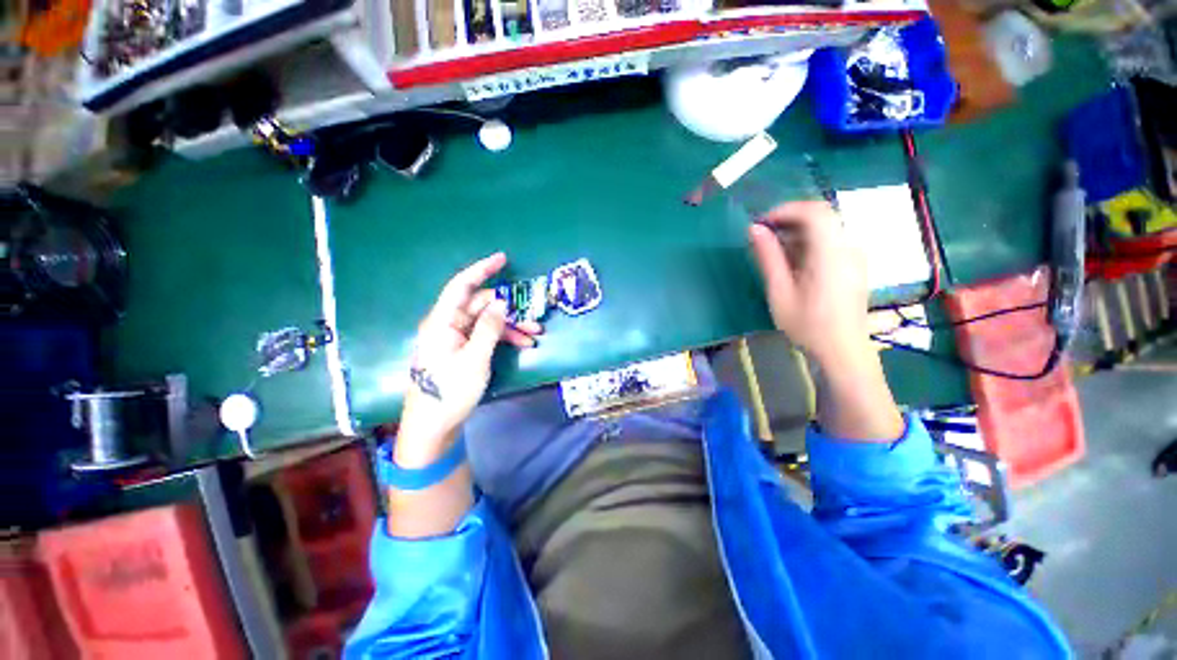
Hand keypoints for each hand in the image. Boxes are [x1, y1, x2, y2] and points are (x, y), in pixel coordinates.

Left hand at [396, 252, 541, 466]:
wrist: (433, 426)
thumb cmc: (449, 391)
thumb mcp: (475, 359)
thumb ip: (489, 328)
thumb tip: (502, 302)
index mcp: (442, 322)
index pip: (461, 286)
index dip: (481, 269)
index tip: (502, 258)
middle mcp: (448, 325)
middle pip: (481, 306)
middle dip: (509, 309)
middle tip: (534, 317)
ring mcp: (456, 338)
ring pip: (487, 321)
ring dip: (511, 326)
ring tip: (535, 334)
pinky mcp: (463, 350)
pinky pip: (486, 336)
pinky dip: (504, 338)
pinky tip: (523, 345)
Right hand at [748, 201, 870, 366]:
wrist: (843, 349)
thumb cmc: (808, 325)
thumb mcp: (780, 292)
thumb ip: (768, 257)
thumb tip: (754, 229)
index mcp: (831, 253)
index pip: (814, 212)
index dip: (785, 210)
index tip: (761, 223)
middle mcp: (849, 247)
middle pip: (821, 216)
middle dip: (789, 220)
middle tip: (764, 236)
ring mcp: (855, 255)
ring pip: (826, 227)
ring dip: (798, 232)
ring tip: (774, 251)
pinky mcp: (854, 263)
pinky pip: (831, 240)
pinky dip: (809, 242)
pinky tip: (794, 262)